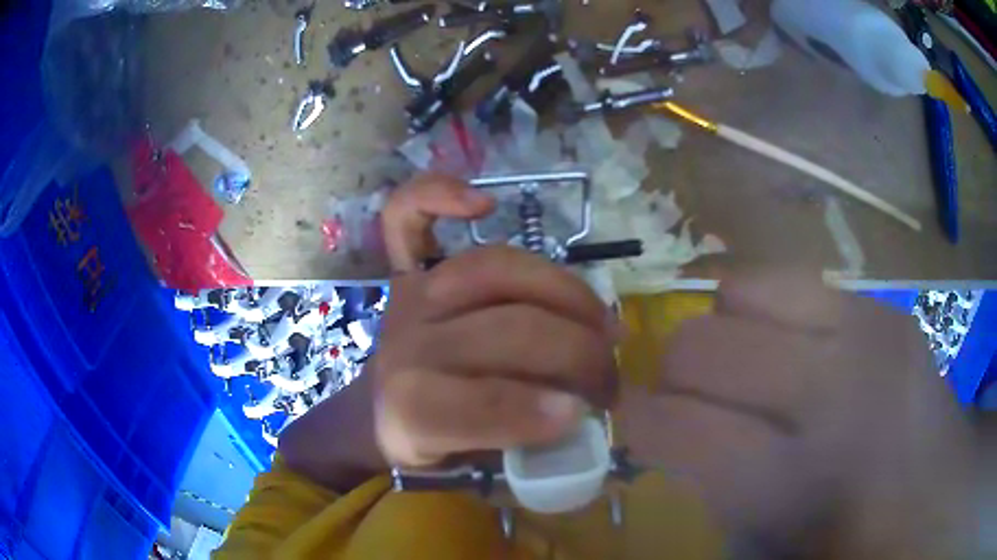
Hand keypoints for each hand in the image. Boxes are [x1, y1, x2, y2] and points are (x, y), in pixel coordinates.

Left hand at [372, 173, 619, 467]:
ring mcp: (411, 300)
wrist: (380, 415)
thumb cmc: (435, 447)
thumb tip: (579, 413)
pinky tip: (481, 203)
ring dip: (565, 292)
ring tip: (601, 319)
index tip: (583, 414)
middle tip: (610, 379)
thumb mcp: (472, 472)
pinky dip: (436, 195)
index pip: (476, 404)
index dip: (535, 411)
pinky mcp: (406, 274)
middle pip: (505, 332)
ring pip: (496, 271)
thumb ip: (524, 450)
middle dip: (578, 355)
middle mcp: (408, 346)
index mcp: (410, 410)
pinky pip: (405, 220)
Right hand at [621, 270, 972, 558]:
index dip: (639, 420)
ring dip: (724, 334)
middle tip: (691, 399)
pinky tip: (794, 350)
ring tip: (746, 367)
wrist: (937, 488)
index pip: (680, 425)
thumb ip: (712, 494)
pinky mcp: (882, 307)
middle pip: (702, 344)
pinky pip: (793, 281)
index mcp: (797, 479)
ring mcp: (866, 331)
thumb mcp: (768, 550)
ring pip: (742, 291)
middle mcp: (833, 391)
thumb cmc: (852, 540)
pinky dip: (770, 313)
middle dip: (675, 374)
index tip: (637, 423)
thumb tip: (670, 437)